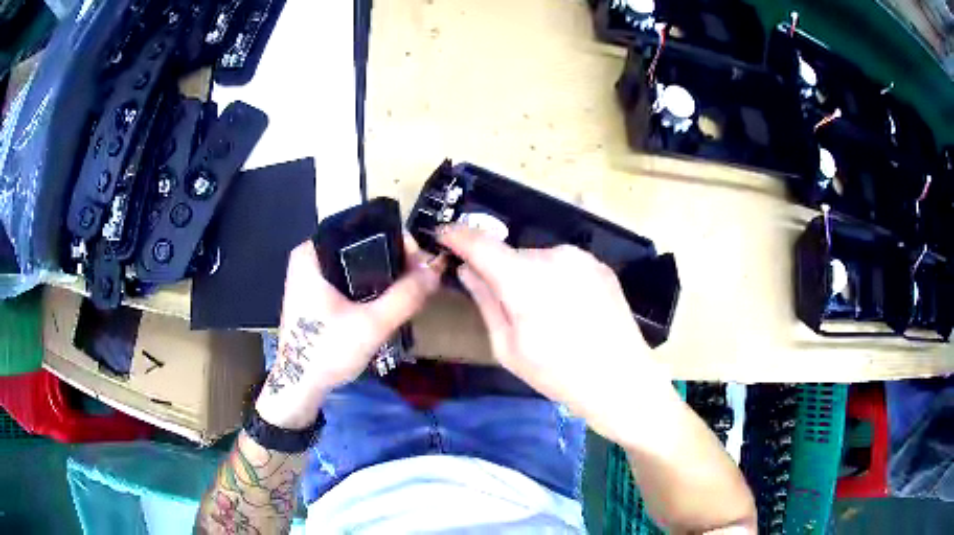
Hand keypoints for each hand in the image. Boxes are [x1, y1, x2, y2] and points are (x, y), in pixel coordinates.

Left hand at [255, 236, 443, 428]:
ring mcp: (309, 277)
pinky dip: (369, 286)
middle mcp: (308, 258)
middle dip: (393, 259)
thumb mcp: (372, 325)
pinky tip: (387, 300)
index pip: (362, 228)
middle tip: (419, 278)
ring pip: (356, 263)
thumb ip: (405, 296)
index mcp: (312, 253)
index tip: (420, 261)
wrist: (300, 387)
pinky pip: (349, 279)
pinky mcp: (315, 295)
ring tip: (409, 288)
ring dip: (383, 274)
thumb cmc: (327, 351)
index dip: (396, 240)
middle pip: (361, 245)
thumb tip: (435, 270)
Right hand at [438, 226, 679, 445]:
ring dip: (529, 276)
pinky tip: (567, 310)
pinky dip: (553, 279)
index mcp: (524, 278)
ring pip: (538, 259)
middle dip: (500, 272)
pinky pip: (562, 265)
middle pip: (511, 254)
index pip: (479, 242)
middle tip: (505, 306)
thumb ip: (485, 301)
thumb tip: (467, 269)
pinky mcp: (600, 266)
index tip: (442, 237)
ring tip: (543, 315)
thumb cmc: (558, 374)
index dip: (456, 236)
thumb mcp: (508, 348)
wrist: (622, 381)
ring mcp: (581, 258)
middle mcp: (553, 255)